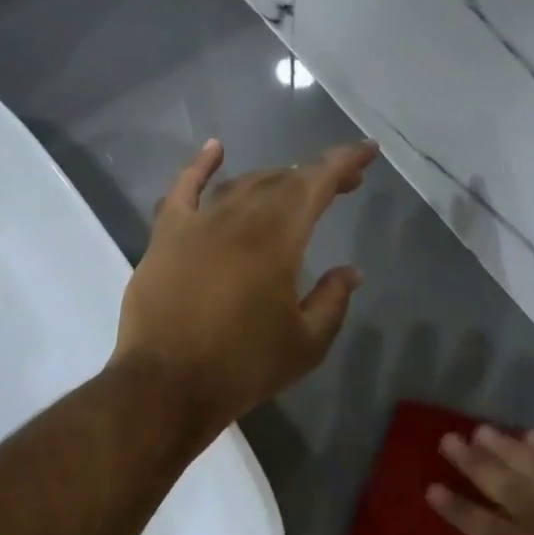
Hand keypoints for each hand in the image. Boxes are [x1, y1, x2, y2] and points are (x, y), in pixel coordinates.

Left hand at [114, 138, 376, 429]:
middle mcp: (239, 217)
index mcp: (278, 237)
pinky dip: (200, 166)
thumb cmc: (243, 367)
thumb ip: (333, 300)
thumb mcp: (306, 343)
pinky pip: (184, 189)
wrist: (166, 386)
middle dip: (315, 175)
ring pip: (241, 184)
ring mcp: (198, 222)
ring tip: (293, 186)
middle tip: (341, 184)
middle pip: (282, 181)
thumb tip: (351, 271)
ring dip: (272, 179)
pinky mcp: (166, 235)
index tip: (367, 151)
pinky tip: (216, 148)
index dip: (344, 162)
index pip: (316, 183)